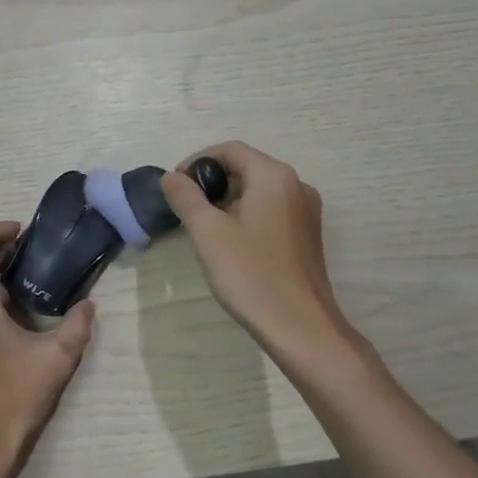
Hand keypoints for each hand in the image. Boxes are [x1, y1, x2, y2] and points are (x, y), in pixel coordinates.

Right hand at [160, 141, 354, 361]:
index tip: (175, 187)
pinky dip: (246, 216)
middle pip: (245, 167)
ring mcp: (306, 212)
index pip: (229, 150)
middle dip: (211, 183)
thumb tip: (171, 177)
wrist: (301, 328)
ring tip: (204, 229)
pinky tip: (231, 244)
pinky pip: (271, 211)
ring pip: (257, 191)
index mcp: (274, 176)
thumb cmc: (251, 274)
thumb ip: (185, 196)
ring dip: (227, 201)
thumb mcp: (207, 231)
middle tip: (186, 209)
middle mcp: (296, 185)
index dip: (197, 162)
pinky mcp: (307, 236)